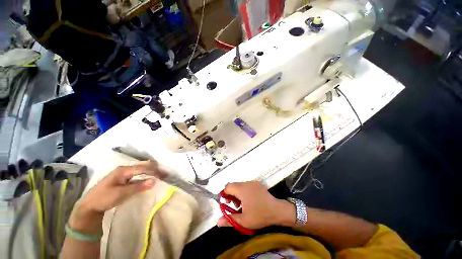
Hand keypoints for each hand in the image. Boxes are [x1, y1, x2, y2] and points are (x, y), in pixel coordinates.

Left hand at [70, 161, 161, 232]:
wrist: (89, 206)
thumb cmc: (104, 198)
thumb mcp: (121, 194)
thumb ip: (138, 186)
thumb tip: (155, 180)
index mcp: (124, 170)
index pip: (143, 167)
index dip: (155, 170)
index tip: (165, 175)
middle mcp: (125, 169)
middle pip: (143, 166)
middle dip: (155, 169)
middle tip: (164, 175)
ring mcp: (124, 173)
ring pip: (141, 169)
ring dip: (151, 172)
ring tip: (160, 176)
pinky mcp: (124, 178)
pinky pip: (138, 174)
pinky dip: (146, 176)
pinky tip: (150, 179)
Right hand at [217, 181, 295, 229]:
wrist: (277, 211)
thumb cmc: (259, 215)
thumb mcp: (243, 221)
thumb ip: (229, 220)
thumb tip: (217, 221)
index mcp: (242, 189)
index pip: (228, 187)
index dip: (224, 194)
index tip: (226, 203)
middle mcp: (246, 183)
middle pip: (234, 185)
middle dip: (231, 195)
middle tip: (235, 206)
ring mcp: (253, 182)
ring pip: (240, 185)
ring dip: (238, 193)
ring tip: (242, 205)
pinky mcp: (257, 184)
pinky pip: (247, 185)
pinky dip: (244, 191)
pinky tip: (249, 200)